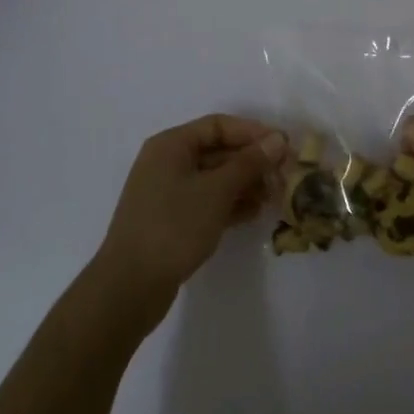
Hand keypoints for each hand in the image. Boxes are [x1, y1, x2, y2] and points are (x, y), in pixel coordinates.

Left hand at [94, 114, 282, 323]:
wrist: (129, 287)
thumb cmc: (173, 226)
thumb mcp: (217, 190)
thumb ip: (250, 162)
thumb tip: (278, 139)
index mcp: (171, 145)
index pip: (219, 126)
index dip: (253, 132)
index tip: (283, 146)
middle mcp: (167, 162)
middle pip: (218, 151)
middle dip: (252, 162)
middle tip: (284, 175)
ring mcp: (168, 193)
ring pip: (215, 178)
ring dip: (245, 184)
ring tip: (274, 196)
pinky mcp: (172, 220)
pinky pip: (207, 201)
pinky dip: (230, 204)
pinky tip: (254, 213)